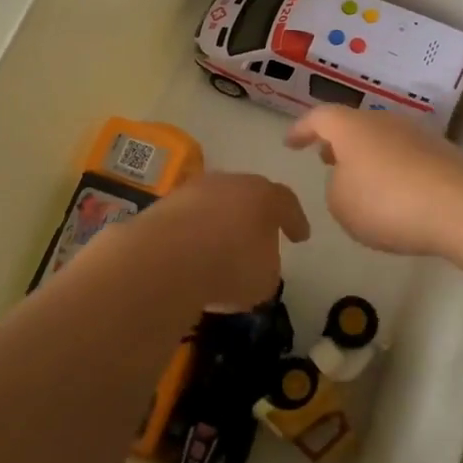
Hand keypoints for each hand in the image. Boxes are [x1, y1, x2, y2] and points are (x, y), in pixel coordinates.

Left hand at [106, 172, 309, 312]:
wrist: (164, 259)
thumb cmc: (229, 266)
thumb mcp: (265, 278)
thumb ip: (268, 266)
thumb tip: (257, 263)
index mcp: (264, 196)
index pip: (287, 203)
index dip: (295, 221)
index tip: (300, 237)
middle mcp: (230, 183)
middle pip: (248, 197)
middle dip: (254, 218)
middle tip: (259, 238)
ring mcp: (193, 190)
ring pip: (215, 206)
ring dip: (220, 225)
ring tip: (221, 251)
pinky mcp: (163, 205)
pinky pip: (188, 221)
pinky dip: (194, 235)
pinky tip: (193, 257)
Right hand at [285, 107, 462, 256]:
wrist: (461, 205)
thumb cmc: (387, 202)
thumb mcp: (342, 204)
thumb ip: (336, 188)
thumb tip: (350, 179)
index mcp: (351, 127)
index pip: (319, 118)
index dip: (301, 129)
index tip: (290, 142)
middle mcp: (384, 121)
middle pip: (355, 125)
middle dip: (338, 143)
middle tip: (325, 158)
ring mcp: (417, 135)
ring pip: (382, 140)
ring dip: (366, 157)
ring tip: (358, 181)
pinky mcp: (442, 155)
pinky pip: (405, 158)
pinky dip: (392, 171)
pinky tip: (393, 195)